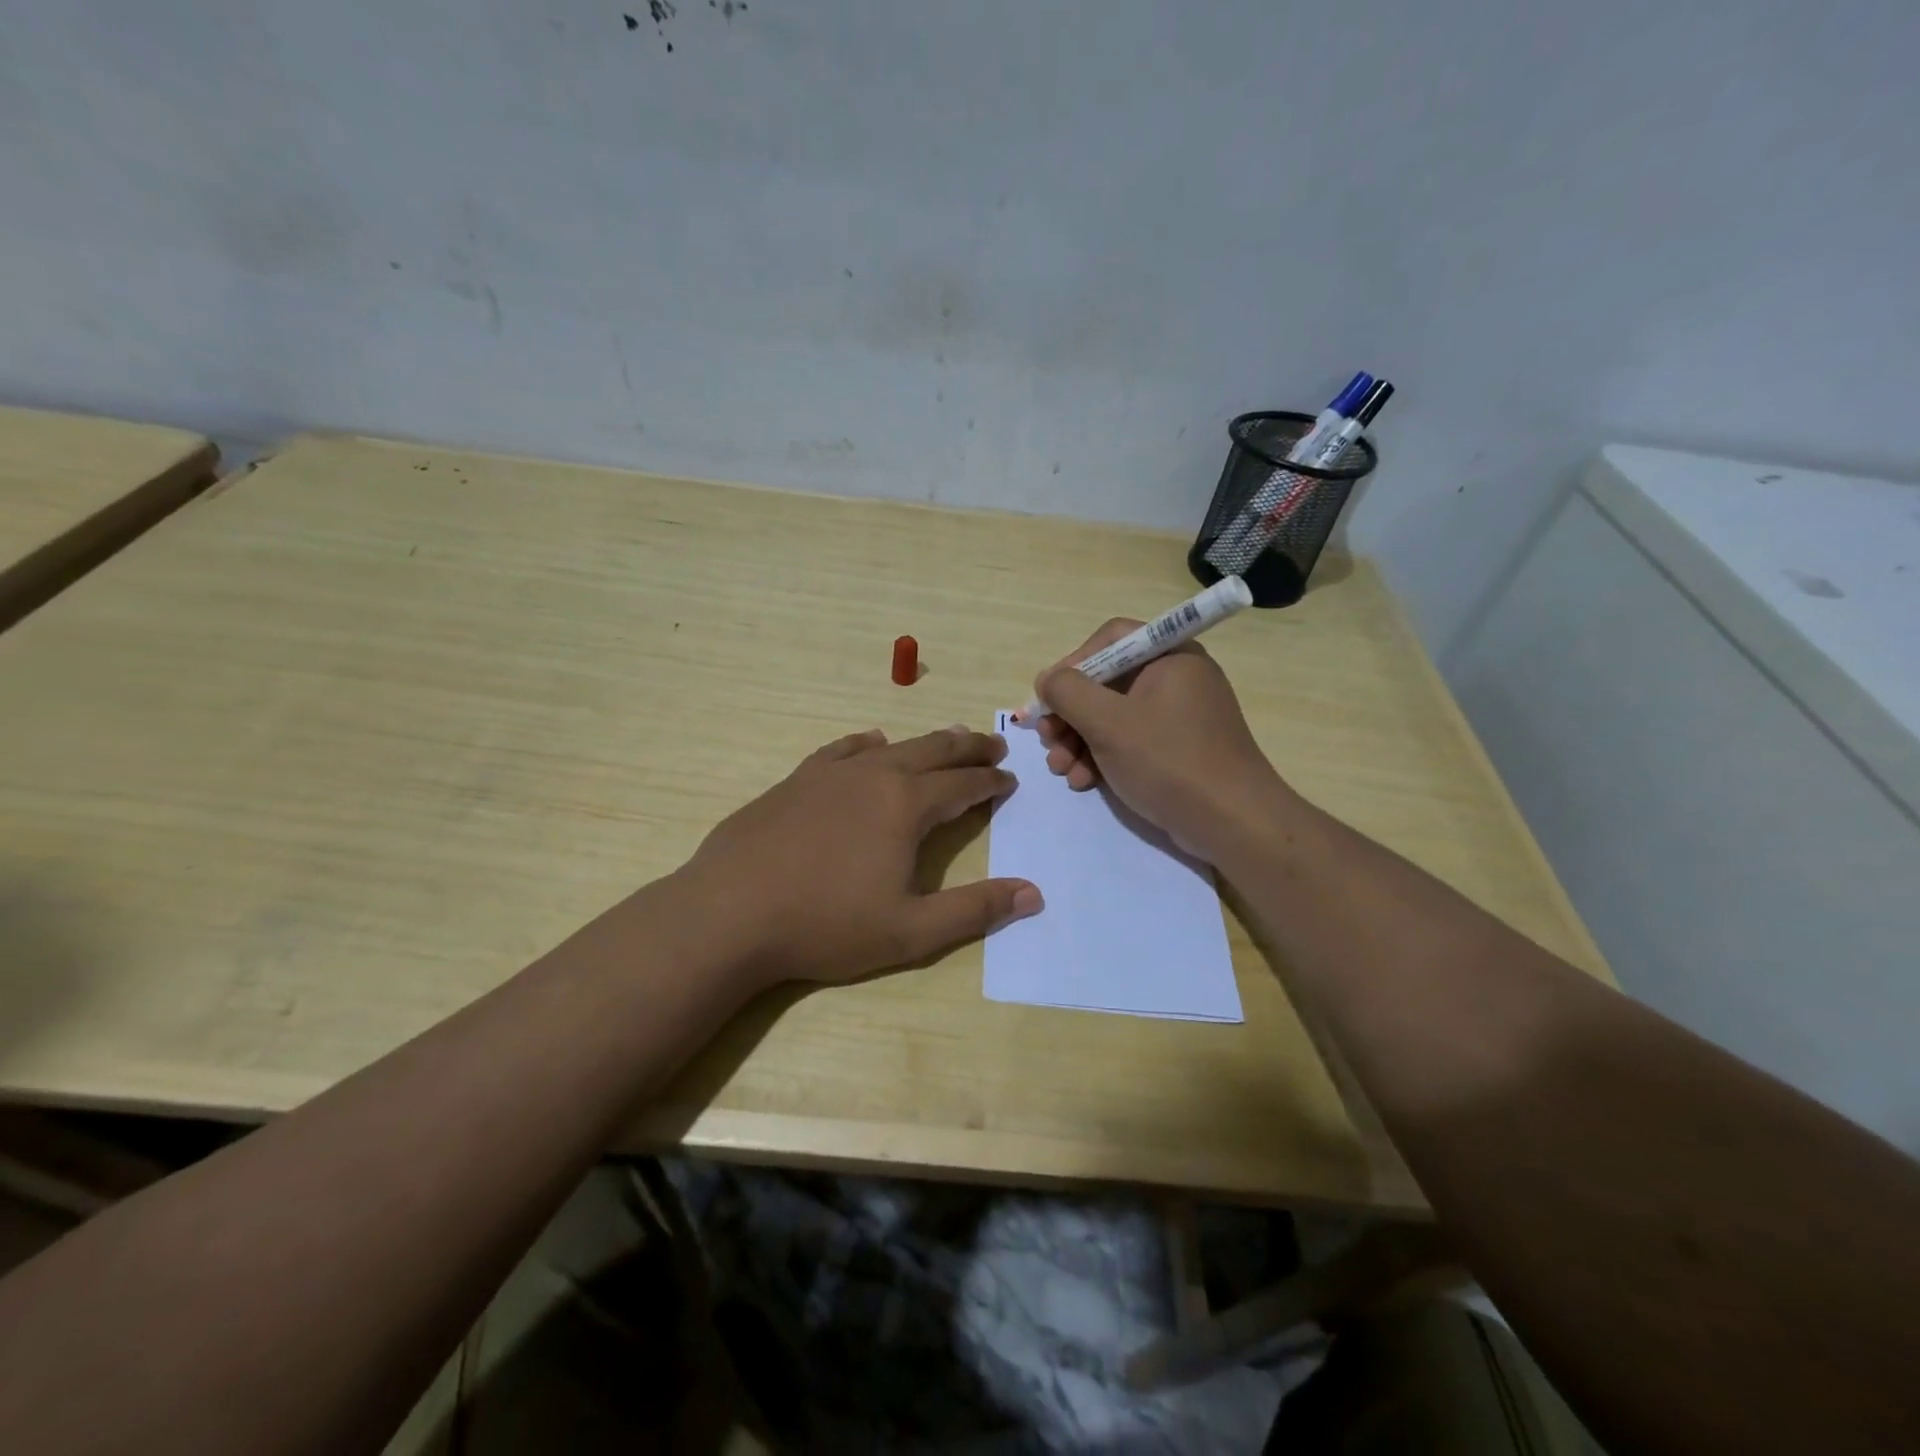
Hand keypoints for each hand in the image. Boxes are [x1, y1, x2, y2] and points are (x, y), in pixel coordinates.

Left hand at [681, 726, 1041, 986]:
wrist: (729, 913)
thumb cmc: (825, 925)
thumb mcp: (910, 930)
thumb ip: (974, 910)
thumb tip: (1032, 893)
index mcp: (905, 805)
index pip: (962, 785)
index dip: (990, 783)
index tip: (1009, 781)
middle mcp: (873, 775)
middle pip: (932, 751)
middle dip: (967, 749)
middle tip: (992, 746)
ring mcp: (830, 774)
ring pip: (891, 746)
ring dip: (925, 742)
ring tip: (946, 739)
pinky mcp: (795, 780)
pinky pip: (841, 750)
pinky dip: (866, 743)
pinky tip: (871, 742)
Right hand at [1034, 619, 1288, 862]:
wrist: (1232, 822)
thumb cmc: (1169, 761)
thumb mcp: (1108, 722)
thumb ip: (1068, 692)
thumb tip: (1047, 680)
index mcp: (1169, 656)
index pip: (1110, 639)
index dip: (1073, 664)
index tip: (1049, 697)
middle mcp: (1176, 678)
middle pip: (1106, 681)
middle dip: (1070, 713)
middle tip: (1047, 739)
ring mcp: (1178, 716)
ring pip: (1113, 716)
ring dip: (1079, 740)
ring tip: (1060, 768)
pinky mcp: (1177, 749)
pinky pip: (1130, 741)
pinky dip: (1102, 757)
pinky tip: (1082, 781)